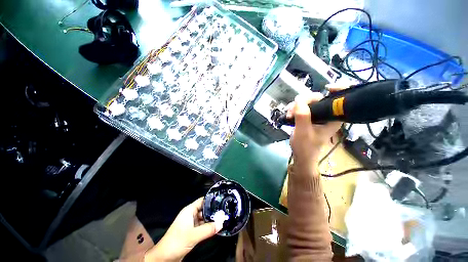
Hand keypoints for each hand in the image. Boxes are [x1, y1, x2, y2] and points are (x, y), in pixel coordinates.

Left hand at [145, 197, 221, 261]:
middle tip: (224, 211)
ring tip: (223, 219)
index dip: (211, 199)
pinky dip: (208, 227)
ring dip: (211, 220)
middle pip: (204, 209)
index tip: (221, 200)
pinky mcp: (192, 232)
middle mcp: (191, 215)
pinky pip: (202, 227)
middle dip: (213, 211)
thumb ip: (208, 229)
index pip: (202, 200)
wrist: (165, 258)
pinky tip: (216, 227)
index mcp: (189, 211)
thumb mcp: (193, 235)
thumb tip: (221, 223)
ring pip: (204, 219)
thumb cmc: (177, 242)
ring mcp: (191, 224)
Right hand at [287, 88, 342, 176]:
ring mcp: (318, 115)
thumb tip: (299, 99)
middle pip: (320, 98)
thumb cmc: (305, 147)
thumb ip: (303, 116)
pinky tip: (289, 114)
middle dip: (305, 101)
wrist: (300, 155)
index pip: (341, 99)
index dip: (338, 89)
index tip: (326, 88)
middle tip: (293, 109)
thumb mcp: (303, 132)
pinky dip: (295, 109)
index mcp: (334, 118)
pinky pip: (302, 107)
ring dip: (296, 106)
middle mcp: (328, 114)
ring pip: (308, 102)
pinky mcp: (309, 117)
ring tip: (289, 114)